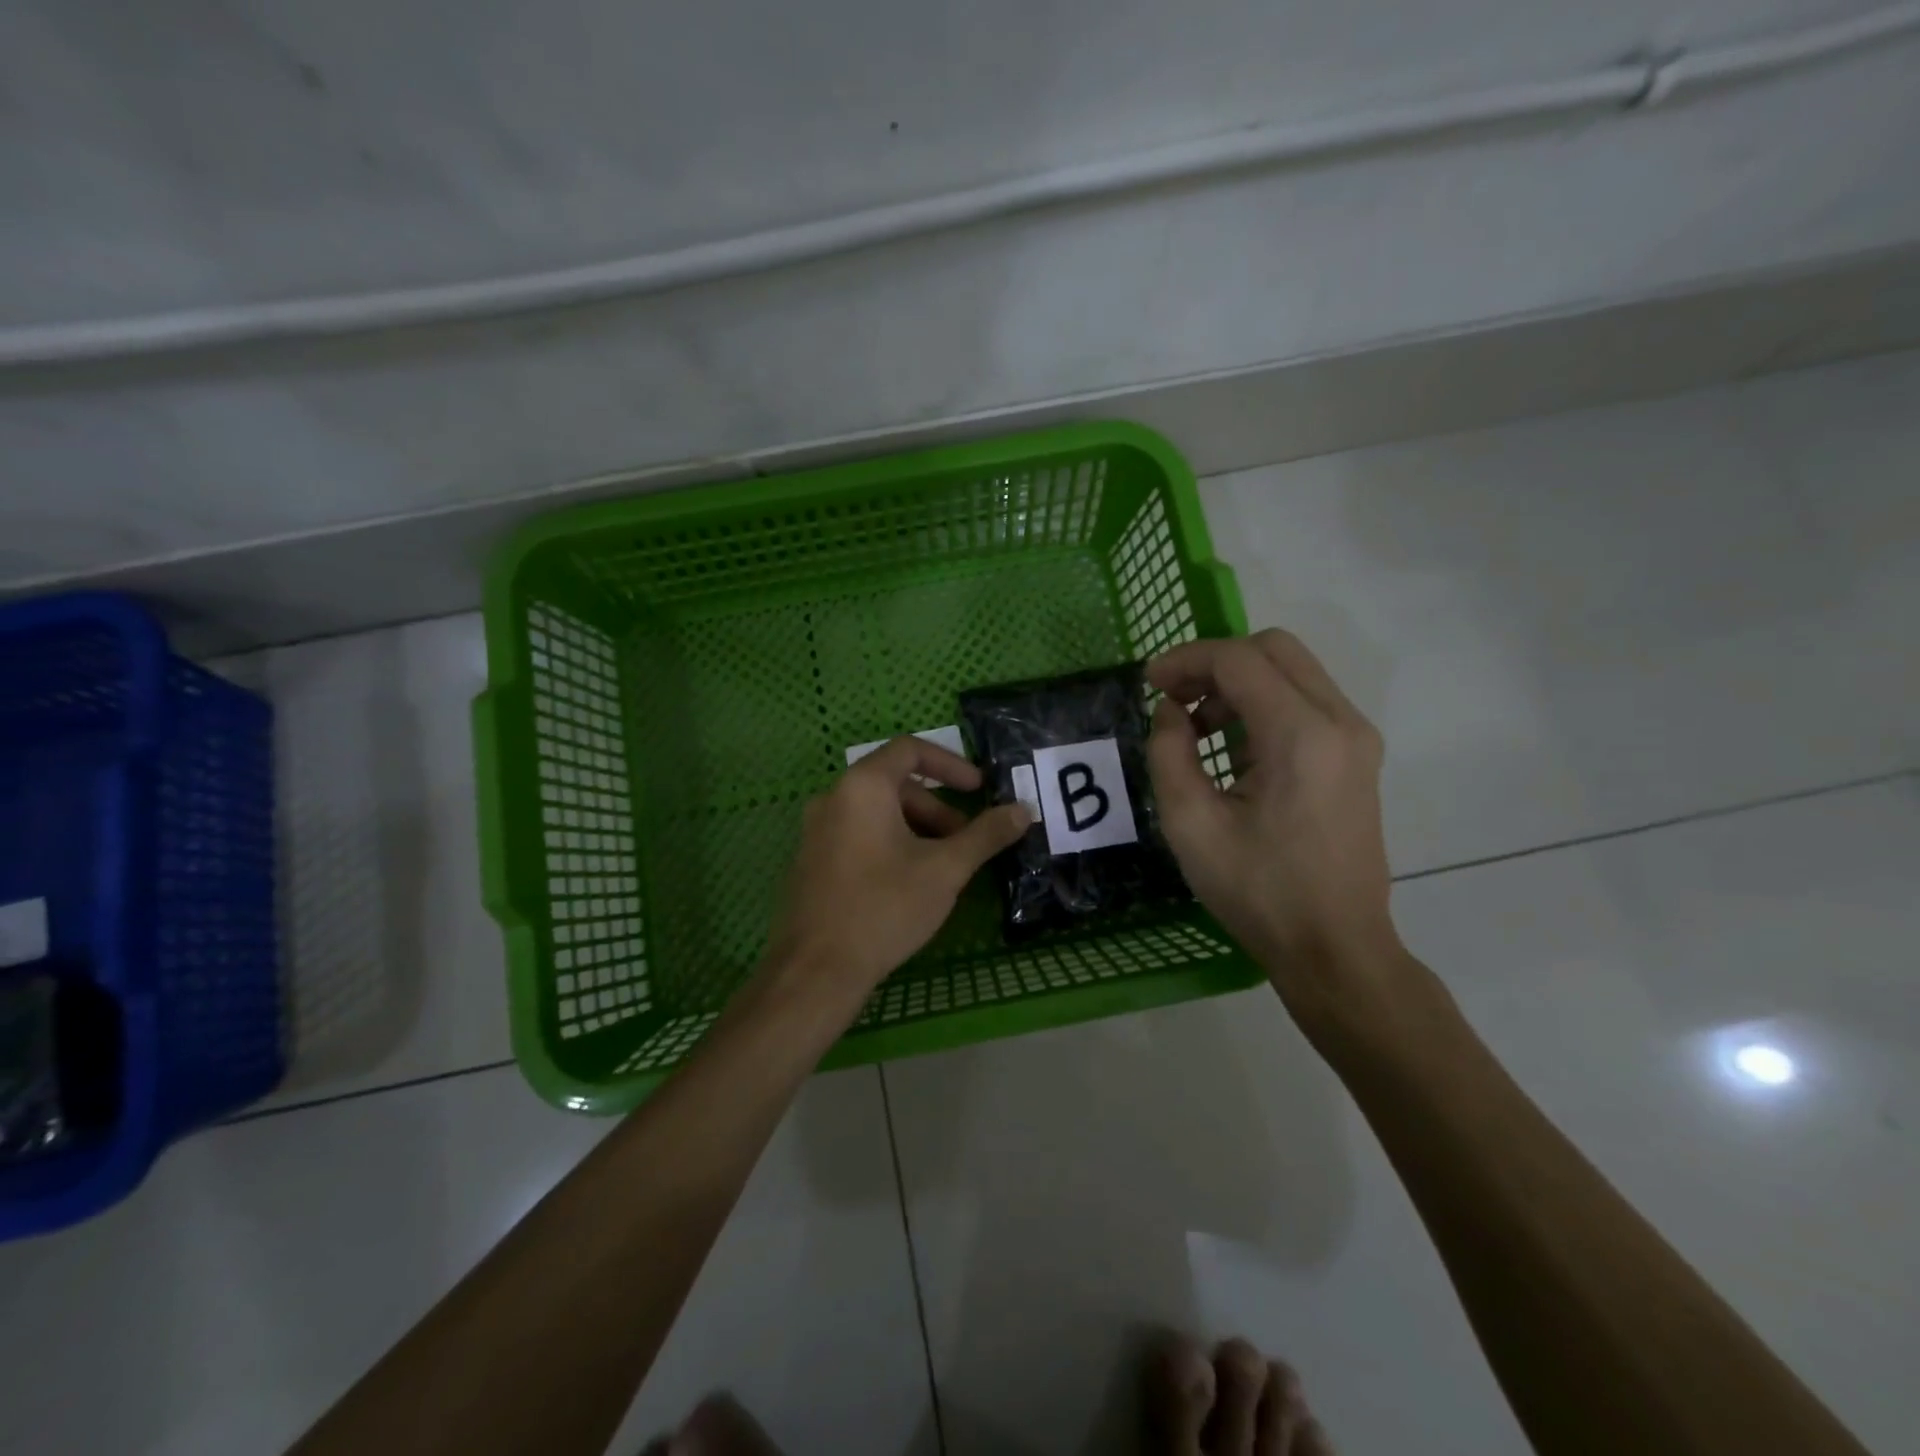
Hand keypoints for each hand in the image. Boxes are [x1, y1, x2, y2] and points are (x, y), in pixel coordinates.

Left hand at [763, 736, 1030, 1012]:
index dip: (951, 764)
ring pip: (878, 813)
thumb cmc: (885, 907)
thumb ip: (986, 835)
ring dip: (917, 829)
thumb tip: (1023, 810)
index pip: (910, 750)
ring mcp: (817, 829)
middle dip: (938, 808)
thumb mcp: (945, 869)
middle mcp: (833, 797)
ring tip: (942, 869)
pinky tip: (909, 883)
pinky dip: (891, 843)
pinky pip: (859, 834)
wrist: (816, 970)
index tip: (980, 789)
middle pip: (895, 784)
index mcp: (863, 786)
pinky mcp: (812, 859)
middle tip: (966, 843)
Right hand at [1146, 630, 1401, 1014]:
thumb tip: (1171, 711)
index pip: (1239, 660)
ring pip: (1292, 671)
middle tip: (1175, 700)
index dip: (1186, 660)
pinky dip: (1263, 704)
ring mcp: (1356, 738)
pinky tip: (1234, 750)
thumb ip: (1169, 752)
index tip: (1149, 684)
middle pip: (1273, 648)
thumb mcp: (1190, 823)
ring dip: (1238, 684)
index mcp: (1301, 736)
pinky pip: (1306, 701)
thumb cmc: (1258, 891)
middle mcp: (1340, 722)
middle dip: (1214, 663)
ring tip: (1198, 731)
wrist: (1335, 947)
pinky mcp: (1357, 756)